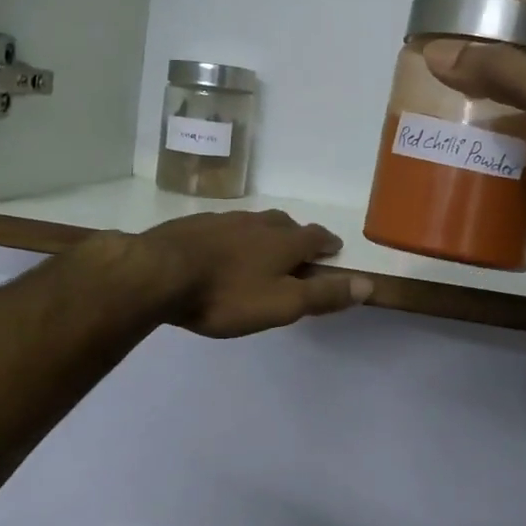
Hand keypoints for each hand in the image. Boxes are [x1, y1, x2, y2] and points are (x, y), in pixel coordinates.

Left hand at [134, 210, 374, 338]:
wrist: (158, 273)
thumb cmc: (226, 295)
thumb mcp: (282, 305)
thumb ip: (323, 295)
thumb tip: (367, 284)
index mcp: (282, 241)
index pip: (315, 236)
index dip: (327, 243)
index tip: (334, 249)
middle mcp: (256, 223)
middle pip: (285, 224)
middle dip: (297, 235)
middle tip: (300, 248)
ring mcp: (222, 220)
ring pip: (253, 223)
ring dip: (265, 233)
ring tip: (263, 248)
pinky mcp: (193, 225)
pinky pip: (223, 227)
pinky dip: (233, 236)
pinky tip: (222, 249)